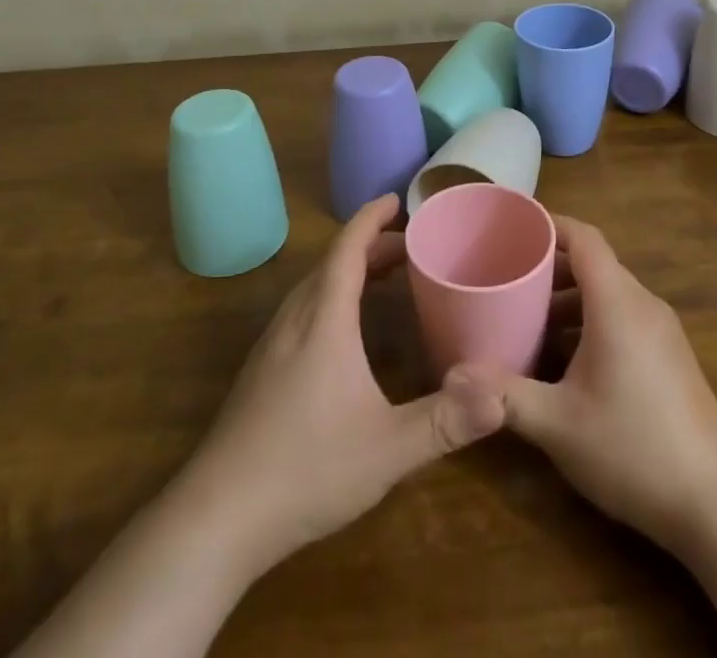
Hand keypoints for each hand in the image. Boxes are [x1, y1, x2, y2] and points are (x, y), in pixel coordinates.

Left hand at [173, 193, 506, 575]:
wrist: (216, 518)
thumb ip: (446, 421)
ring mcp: (272, 345)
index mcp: (324, 319)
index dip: (371, 218)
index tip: (396, 199)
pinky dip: (331, 296)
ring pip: (314, 286)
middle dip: (371, 245)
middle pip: (333, 263)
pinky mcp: (260, 371)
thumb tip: (501, 396)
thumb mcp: (387, 449)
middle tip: (410, 247)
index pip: (347, 248)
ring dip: (349, 270)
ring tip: (383, 278)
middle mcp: (295, 320)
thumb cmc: (305, 470)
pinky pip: (302, 310)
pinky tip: (343, 331)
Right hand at [491, 217, 716, 553]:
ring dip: (568, 300)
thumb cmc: (633, 448)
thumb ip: (504, 396)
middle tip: (508, 279)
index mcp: (617, 303)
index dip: (550, 224)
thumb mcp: (557, 424)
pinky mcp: (671, 358)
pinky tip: (566, 361)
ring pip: (608, 294)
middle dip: (550, 267)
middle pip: (594, 264)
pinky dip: (590, 322)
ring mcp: (662, 332)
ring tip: (528, 321)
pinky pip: (624, 318)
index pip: (584, 238)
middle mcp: (643, 305)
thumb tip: (453, 378)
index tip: (514, 228)